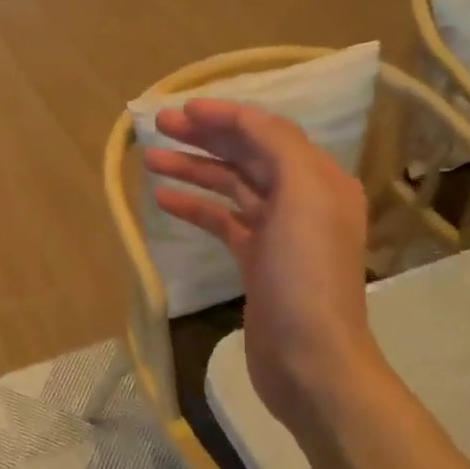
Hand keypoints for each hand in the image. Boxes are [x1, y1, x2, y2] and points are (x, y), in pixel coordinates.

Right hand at [144, 98, 387, 435]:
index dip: (224, 115)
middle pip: (247, 155)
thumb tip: (242, 119)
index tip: (181, 109)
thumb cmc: (306, 274)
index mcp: (319, 179)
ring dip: (193, 169)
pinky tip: (163, 199)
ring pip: (230, 187)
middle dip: (204, 137)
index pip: (267, 132)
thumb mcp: (302, 195)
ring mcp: (278, 233)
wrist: (311, 359)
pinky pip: (222, 222)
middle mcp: (302, 199)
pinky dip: (194, 207)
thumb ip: (277, 146)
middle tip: (158, 126)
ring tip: (150, 159)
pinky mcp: (256, 261)